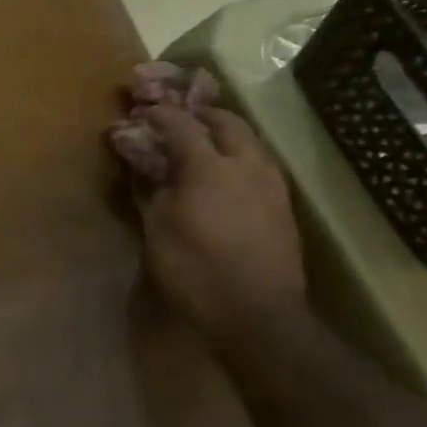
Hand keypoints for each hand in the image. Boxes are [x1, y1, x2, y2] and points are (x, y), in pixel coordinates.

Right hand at [123, 101, 307, 338]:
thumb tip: (142, 166)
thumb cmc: (194, 270)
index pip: (181, 124)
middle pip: (227, 122)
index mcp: (208, 166)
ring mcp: (272, 184)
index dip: (161, 114)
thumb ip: (150, 190)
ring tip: (205, 144)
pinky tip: (228, 175)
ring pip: (251, 141)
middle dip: (202, 115)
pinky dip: (241, 156)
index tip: (144, 112)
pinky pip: (261, 164)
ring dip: (227, 134)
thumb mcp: (157, 229)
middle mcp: (246, 165)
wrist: (257, 314)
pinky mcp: (284, 206)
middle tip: (180, 119)